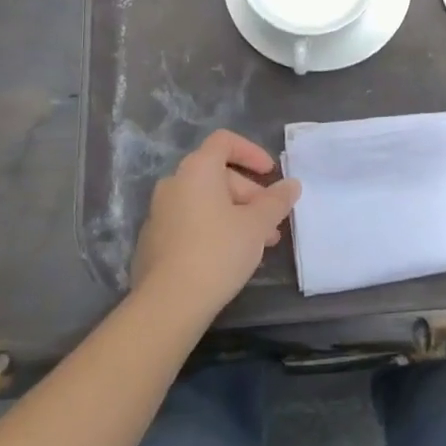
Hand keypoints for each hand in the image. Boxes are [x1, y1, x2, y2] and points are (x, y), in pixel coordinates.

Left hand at [131, 129, 301, 319]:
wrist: (168, 304)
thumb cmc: (217, 251)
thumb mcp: (258, 225)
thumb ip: (277, 201)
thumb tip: (292, 184)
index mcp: (197, 169)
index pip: (224, 141)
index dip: (251, 152)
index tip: (270, 174)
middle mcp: (174, 183)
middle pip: (217, 174)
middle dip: (249, 193)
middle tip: (271, 221)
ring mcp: (159, 212)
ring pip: (205, 201)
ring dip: (234, 214)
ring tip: (258, 243)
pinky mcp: (153, 241)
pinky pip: (190, 222)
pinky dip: (212, 228)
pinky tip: (229, 257)